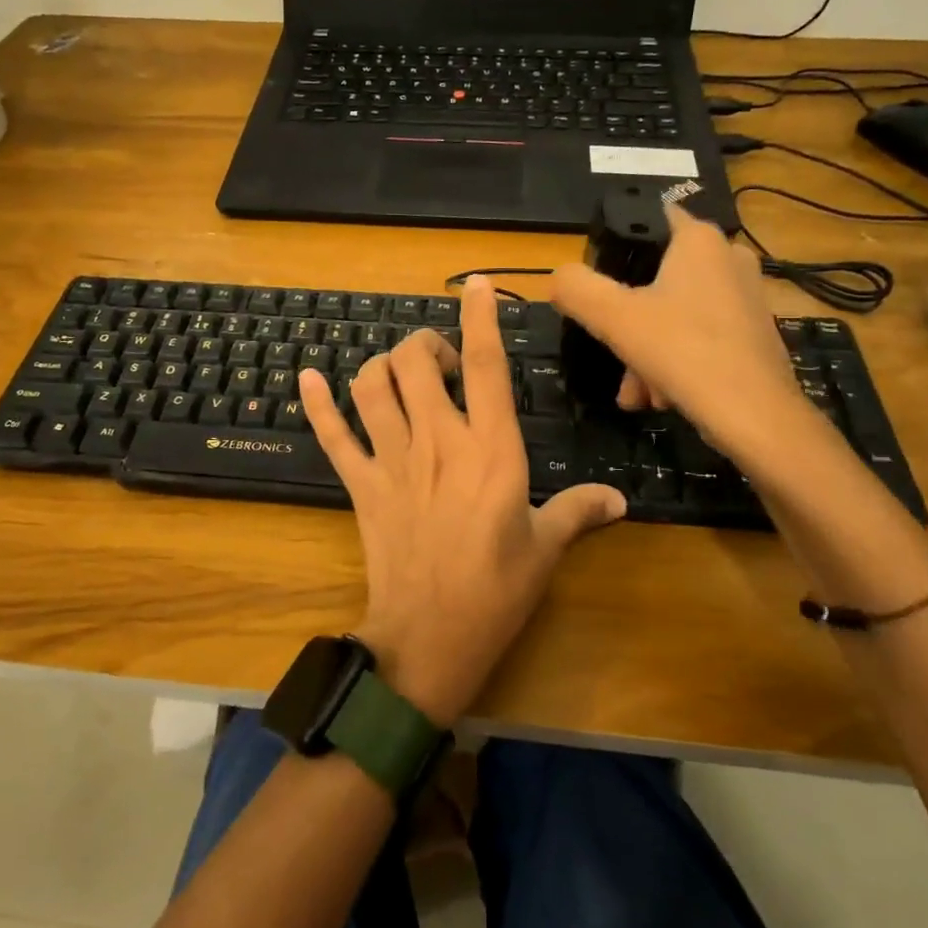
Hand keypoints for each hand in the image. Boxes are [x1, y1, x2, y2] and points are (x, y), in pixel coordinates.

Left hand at [299, 276, 625, 725]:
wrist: (429, 639)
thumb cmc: (496, 592)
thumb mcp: (545, 549)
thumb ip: (578, 512)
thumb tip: (619, 500)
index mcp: (491, 449)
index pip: (485, 366)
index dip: (480, 319)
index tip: (476, 287)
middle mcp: (438, 440)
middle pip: (415, 362)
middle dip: (424, 346)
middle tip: (439, 364)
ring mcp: (393, 459)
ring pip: (372, 386)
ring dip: (382, 367)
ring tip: (399, 376)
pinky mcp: (361, 484)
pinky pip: (332, 435)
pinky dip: (318, 404)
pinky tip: (308, 378)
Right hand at [552, 205, 830, 474]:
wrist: (756, 417)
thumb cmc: (682, 351)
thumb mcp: (612, 317)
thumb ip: (576, 288)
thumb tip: (559, 278)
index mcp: (699, 241)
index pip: (652, 217)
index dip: (619, 242)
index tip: (598, 277)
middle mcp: (729, 259)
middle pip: (658, 278)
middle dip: (629, 320)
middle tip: (613, 351)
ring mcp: (747, 298)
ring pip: (677, 315)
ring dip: (647, 351)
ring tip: (637, 393)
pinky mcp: (754, 335)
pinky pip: (700, 338)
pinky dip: (675, 363)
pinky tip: (660, 398)